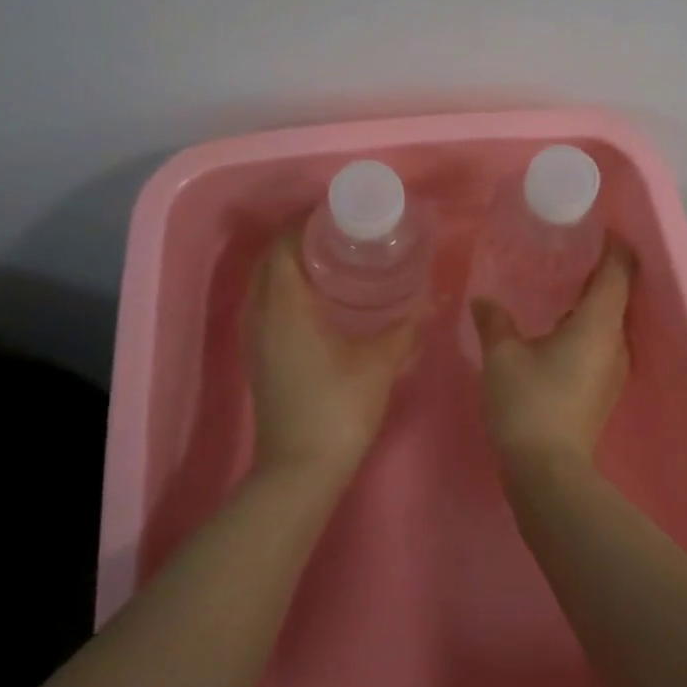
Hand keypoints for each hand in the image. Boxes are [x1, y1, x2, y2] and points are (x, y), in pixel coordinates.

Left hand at [246, 235, 417, 483]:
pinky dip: (284, 291)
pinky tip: (317, 302)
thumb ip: (406, 328)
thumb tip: (431, 301)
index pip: (282, 247)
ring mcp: (255, 339)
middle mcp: (261, 316)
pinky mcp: (258, 358)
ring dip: (287, 267)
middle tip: (337, 236)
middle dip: (296, 242)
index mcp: (285, 306)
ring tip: (329, 261)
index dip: (303, 225)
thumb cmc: (339, 408)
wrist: (300, 470)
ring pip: (263, 286)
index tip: (335, 216)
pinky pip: (264, 307)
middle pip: (268, 262)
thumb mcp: (379, 363)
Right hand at [472, 241, 634, 465]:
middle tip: (568, 251)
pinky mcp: (604, 389)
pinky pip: (602, 342)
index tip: (596, 228)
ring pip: (609, 321)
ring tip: (559, 285)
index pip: (618, 272)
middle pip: (618, 294)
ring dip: (591, 300)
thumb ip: (494, 321)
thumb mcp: (502, 356)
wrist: (548, 473)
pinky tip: (556, 328)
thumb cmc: (528, 404)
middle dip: (599, 270)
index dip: (614, 246)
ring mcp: (614, 369)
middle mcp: (616, 342)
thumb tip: (483, 300)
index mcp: (597, 324)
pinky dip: (586, 325)